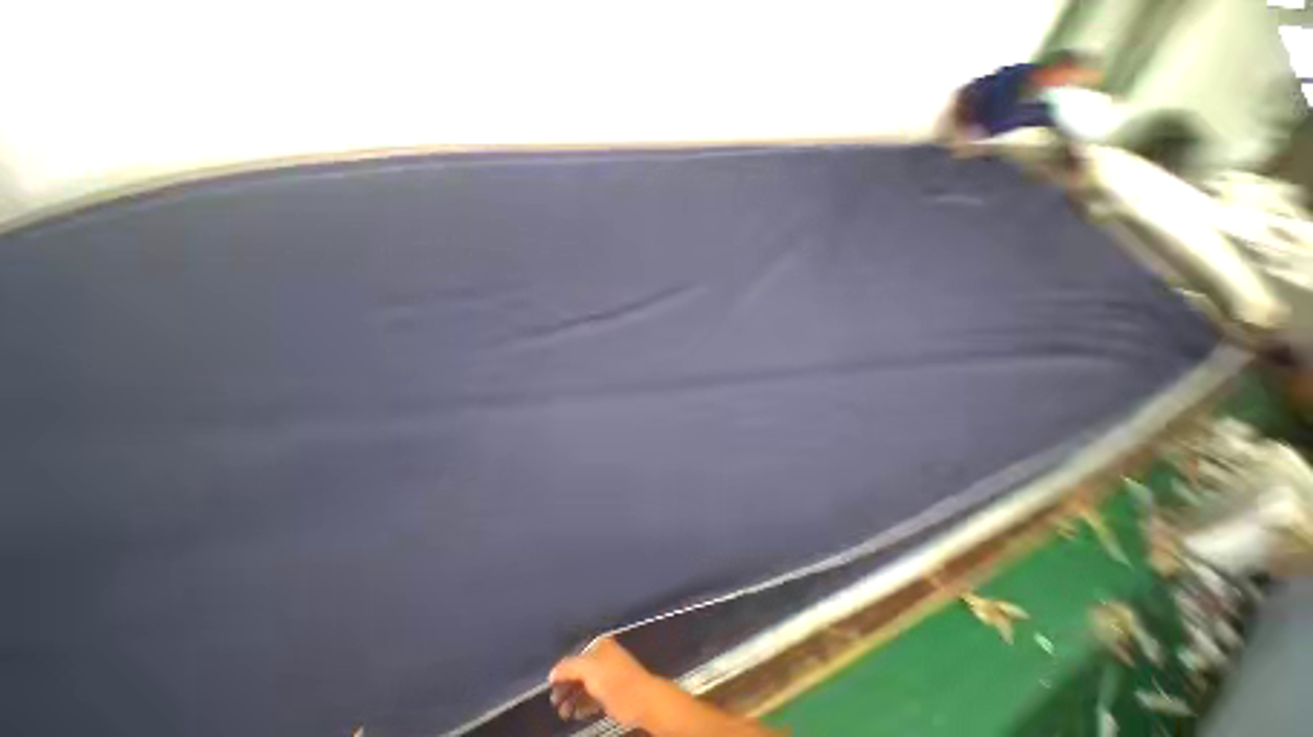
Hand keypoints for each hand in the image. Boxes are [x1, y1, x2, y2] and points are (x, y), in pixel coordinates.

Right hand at [549, 637, 657, 725]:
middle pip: (578, 673)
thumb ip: (569, 668)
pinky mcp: (609, 695)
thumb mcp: (588, 668)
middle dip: (566, 687)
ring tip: (563, 713)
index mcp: (599, 646)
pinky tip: (575, 714)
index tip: (550, 686)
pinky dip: (582, 706)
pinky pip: (591, 699)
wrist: (639, 699)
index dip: (562, 671)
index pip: (575, 656)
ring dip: (571, 700)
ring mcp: (606, 677)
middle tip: (554, 702)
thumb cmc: (613, 678)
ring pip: (583, 687)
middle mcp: (602, 659)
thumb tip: (552, 673)